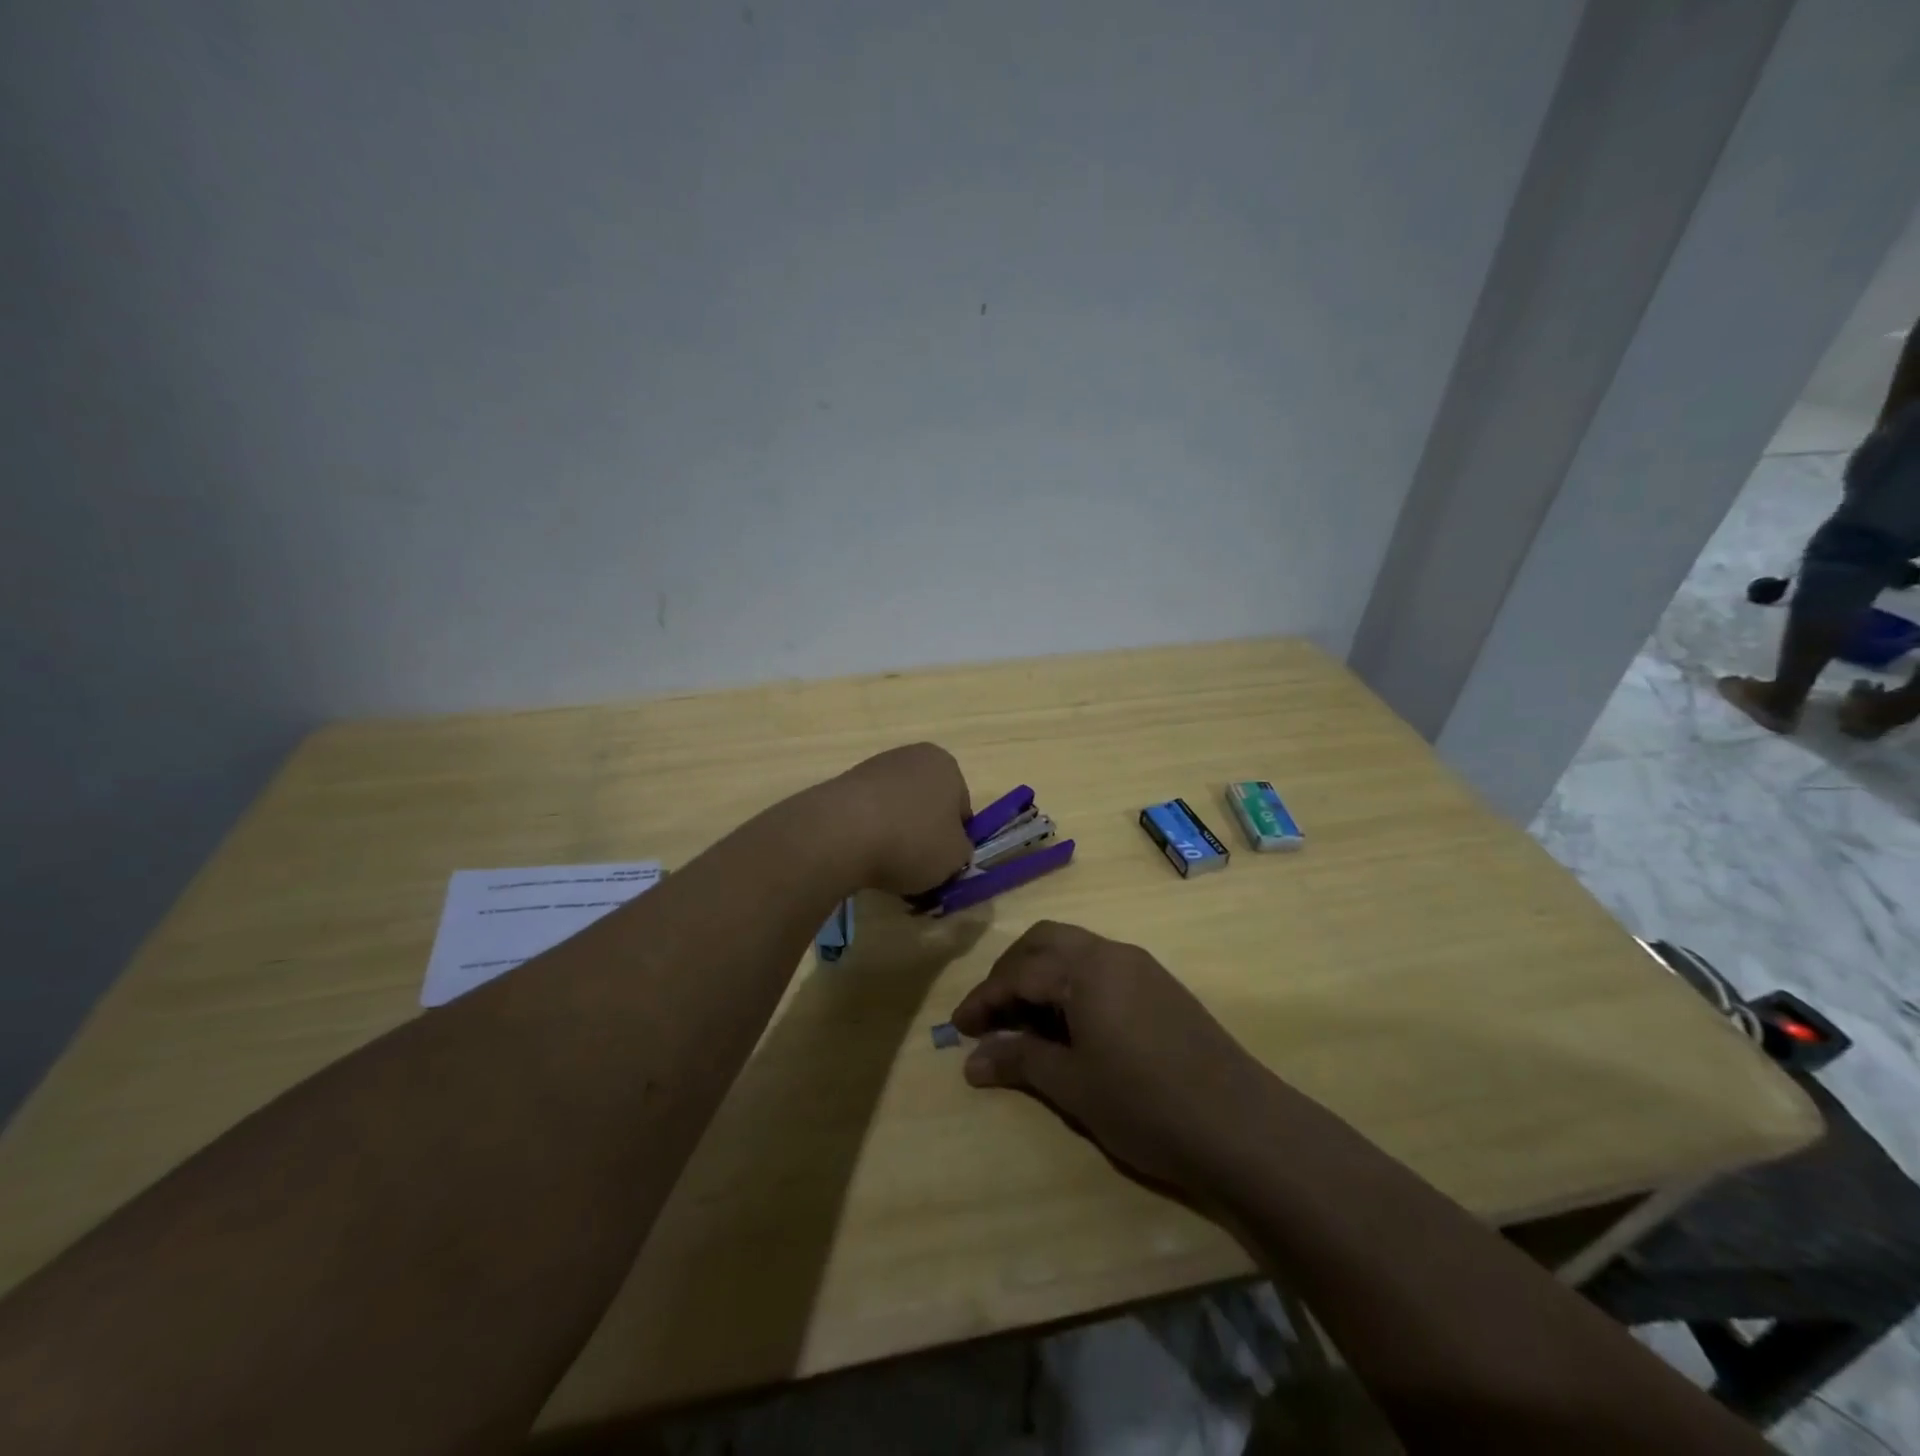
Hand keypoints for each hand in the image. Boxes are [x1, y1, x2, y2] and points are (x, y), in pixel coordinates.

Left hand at [827, 743, 974, 897]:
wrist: (841, 833)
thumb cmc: (912, 840)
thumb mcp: (955, 858)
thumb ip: (961, 852)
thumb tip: (950, 850)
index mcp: (946, 765)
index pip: (961, 810)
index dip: (954, 841)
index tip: (942, 864)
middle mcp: (912, 757)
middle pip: (927, 806)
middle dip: (923, 835)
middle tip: (916, 867)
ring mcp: (874, 767)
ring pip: (897, 810)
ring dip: (896, 835)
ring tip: (885, 865)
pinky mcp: (844, 784)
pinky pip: (868, 815)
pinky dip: (869, 834)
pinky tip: (862, 855)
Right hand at [950, 921, 1276, 1200]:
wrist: (1242, 1126)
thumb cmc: (1145, 1104)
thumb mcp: (1072, 1086)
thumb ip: (1020, 1062)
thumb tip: (972, 1061)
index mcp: (1085, 968)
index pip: (1018, 972)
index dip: (983, 999)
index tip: (958, 1028)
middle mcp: (1111, 953)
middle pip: (1045, 943)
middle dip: (1010, 973)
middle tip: (991, 1015)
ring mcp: (1141, 967)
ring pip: (1074, 952)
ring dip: (1042, 976)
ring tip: (1026, 1022)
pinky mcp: (1161, 987)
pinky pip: (1101, 968)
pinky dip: (1071, 985)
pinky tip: (1071, 1025)